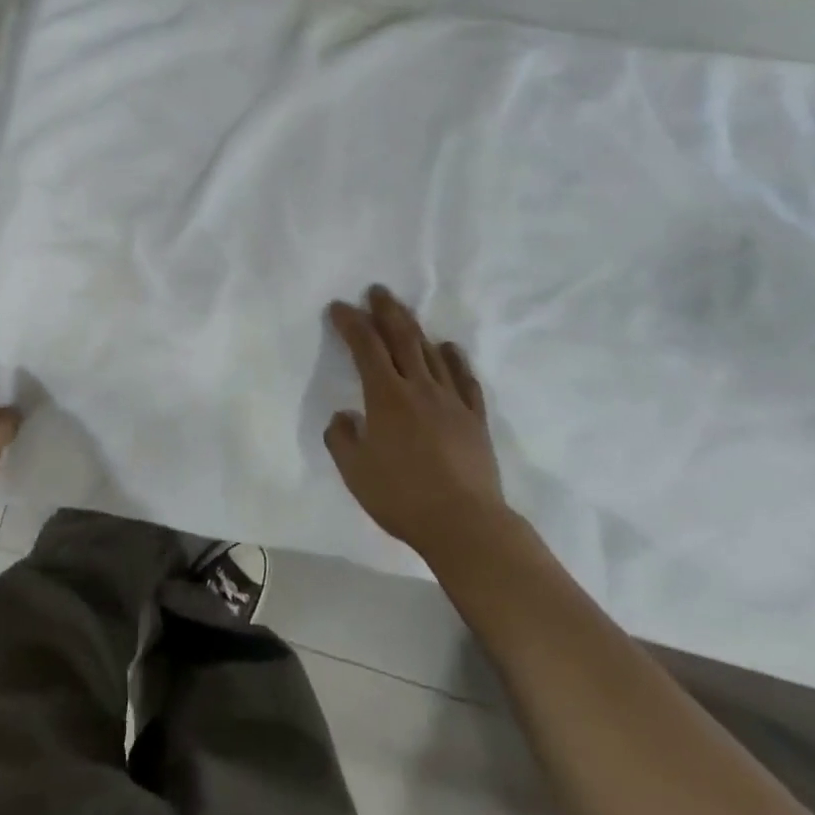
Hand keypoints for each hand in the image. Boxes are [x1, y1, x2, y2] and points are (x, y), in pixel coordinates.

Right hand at [324, 286, 510, 558]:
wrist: (465, 524)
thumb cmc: (402, 496)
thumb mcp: (354, 471)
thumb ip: (342, 438)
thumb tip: (344, 416)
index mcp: (386, 396)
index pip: (365, 347)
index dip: (351, 323)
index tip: (339, 307)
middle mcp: (419, 388)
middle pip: (402, 338)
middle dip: (386, 311)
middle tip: (378, 290)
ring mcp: (451, 401)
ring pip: (432, 353)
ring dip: (416, 329)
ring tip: (405, 314)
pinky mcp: (474, 419)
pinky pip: (465, 380)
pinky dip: (455, 360)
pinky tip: (449, 349)